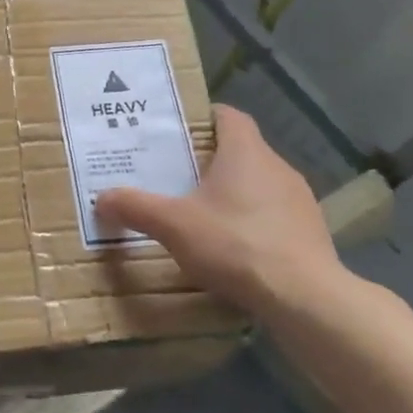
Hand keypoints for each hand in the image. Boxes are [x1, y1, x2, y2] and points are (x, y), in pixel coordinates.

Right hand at [96, 105, 344, 313]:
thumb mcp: (173, 225)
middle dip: (209, 160)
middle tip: (175, 176)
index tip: (176, 132)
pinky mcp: (310, 231)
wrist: (304, 297)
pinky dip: (252, 221)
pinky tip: (234, 247)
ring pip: (258, 183)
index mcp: (245, 152)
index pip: (227, 116)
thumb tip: (101, 198)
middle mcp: (277, 166)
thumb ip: (135, 207)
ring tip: (201, 213)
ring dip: (233, 193)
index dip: (202, 118)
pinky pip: (274, 214)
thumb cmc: (235, 244)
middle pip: (240, 150)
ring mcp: (299, 199)